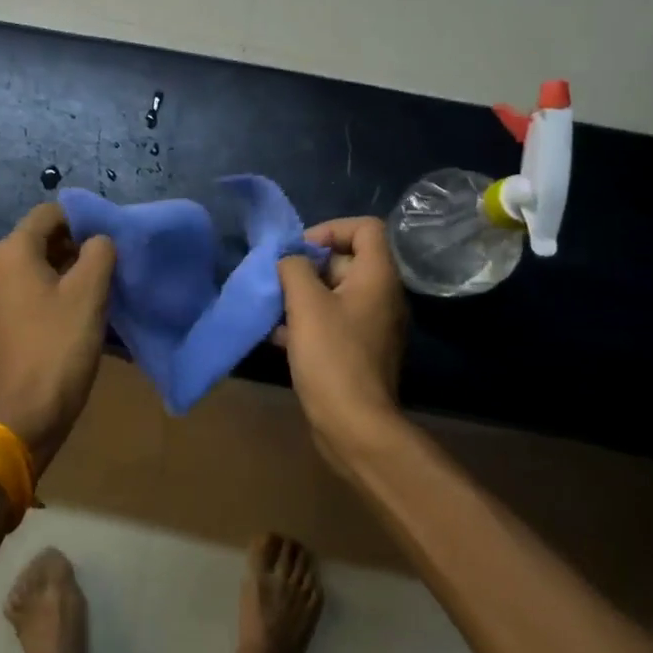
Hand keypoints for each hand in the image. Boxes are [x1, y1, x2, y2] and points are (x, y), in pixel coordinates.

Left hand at [0, 203, 116, 471]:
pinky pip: (28, 290)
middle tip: (111, 263)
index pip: (50, 213)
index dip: (83, 219)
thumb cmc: (59, 346)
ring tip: (100, 286)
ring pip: (35, 266)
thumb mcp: (90, 292)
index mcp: (11, 252)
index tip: (111, 238)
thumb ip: (100, 252)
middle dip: (76, 245)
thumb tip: (99, 240)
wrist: (27, 412)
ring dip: (67, 269)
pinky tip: (78, 309)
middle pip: (41, 238)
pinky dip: (52, 291)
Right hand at [275, 216, 409, 467]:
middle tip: (277, 282)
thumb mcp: (305, 304)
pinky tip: (277, 337)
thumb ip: (294, 268)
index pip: (365, 228)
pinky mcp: (359, 351)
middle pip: (345, 261)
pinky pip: (332, 322)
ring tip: (271, 310)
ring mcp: (372, 326)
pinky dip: (306, 323)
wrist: (354, 424)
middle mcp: (382, 296)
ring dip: (301, 297)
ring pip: (334, 295)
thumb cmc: (332, 356)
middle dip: (306, 267)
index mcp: (378, 277)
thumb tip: (290, 258)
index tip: (298, 250)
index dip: (329, 229)